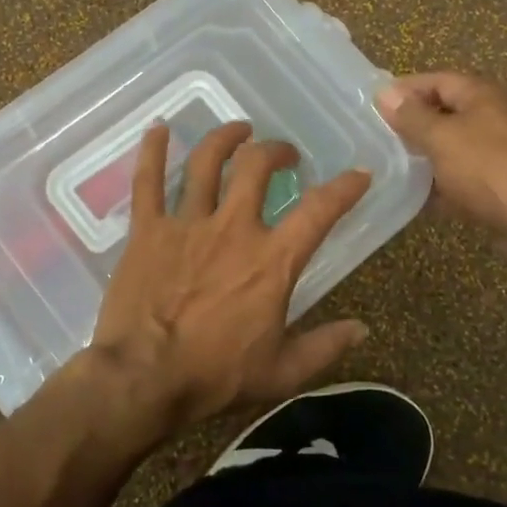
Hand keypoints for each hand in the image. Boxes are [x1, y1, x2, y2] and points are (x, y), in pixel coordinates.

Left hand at [87, 121, 371, 435]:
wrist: (144, 377)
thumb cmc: (215, 376)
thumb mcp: (282, 372)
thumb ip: (325, 347)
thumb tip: (362, 329)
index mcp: (272, 260)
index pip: (319, 211)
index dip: (344, 188)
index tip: (358, 174)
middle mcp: (233, 228)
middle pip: (257, 167)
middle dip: (275, 151)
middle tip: (282, 154)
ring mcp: (187, 223)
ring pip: (207, 162)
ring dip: (225, 138)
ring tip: (238, 129)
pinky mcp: (147, 229)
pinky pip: (147, 180)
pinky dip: (152, 151)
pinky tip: (158, 130)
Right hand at [375, 72, 506, 273]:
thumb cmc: (490, 170)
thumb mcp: (442, 138)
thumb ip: (412, 117)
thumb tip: (384, 93)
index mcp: (483, 96)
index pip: (436, 80)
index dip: (404, 90)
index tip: (371, 105)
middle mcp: (494, 117)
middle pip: (444, 113)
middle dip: (411, 125)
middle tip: (374, 138)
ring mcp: (500, 152)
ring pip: (452, 148)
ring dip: (423, 157)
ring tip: (385, 167)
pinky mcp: (501, 185)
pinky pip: (462, 177)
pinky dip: (440, 184)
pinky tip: (414, 197)